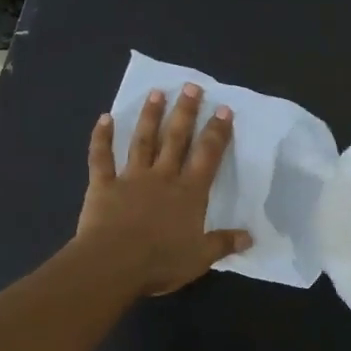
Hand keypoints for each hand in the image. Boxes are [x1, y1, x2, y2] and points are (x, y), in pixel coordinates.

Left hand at [76, 84, 250, 294]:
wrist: (113, 263)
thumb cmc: (160, 261)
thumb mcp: (200, 257)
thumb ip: (223, 243)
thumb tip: (250, 238)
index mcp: (189, 193)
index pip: (208, 156)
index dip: (217, 132)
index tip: (224, 110)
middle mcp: (163, 177)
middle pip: (176, 139)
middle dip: (186, 112)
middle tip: (191, 87)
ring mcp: (131, 178)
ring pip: (143, 141)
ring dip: (150, 116)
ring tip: (157, 92)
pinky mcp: (103, 186)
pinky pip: (101, 158)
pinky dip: (101, 138)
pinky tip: (104, 118)